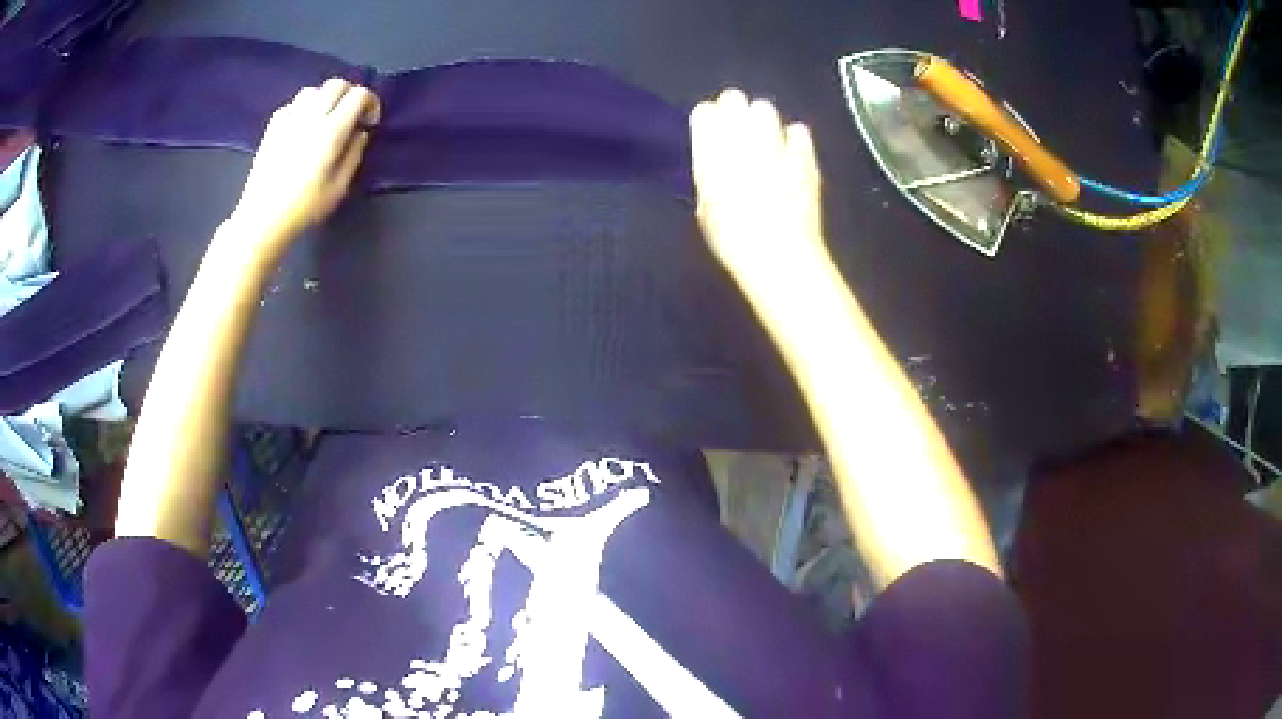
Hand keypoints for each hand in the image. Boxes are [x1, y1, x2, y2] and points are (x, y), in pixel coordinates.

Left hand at [232, 78, 380, 256]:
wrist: (262, 219)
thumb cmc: (304, 208)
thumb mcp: (339, 188)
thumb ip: (354, 154)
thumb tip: (361, 133)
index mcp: (331, 132)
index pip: (358, 95)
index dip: (370, 103)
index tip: (369, 122)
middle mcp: (311, 117)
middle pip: (337, 84)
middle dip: (349, 95)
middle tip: (350, 117)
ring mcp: (289, 119)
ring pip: (314, 90)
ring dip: (325, 99)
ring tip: (325, 120)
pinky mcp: (272, 127)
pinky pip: (293, 104)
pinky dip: (303, 109)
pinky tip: (302, 127)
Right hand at [689, 89, 827, 298]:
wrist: (779, 254)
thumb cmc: (735, 241)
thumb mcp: (708, 209)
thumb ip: (711, 176)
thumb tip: (718, 162)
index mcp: (708, 155)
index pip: (704, 112)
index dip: (709, 117)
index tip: (713, 127)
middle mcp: (739, 143)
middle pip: (734, 100)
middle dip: (736, 108)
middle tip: (740, 127)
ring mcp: (774, 147)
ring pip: (765, 109)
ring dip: (763, 119)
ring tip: (766, 137)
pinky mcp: (804, 156)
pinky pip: (798, 130)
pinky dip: (793, 136)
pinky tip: (792, 150)